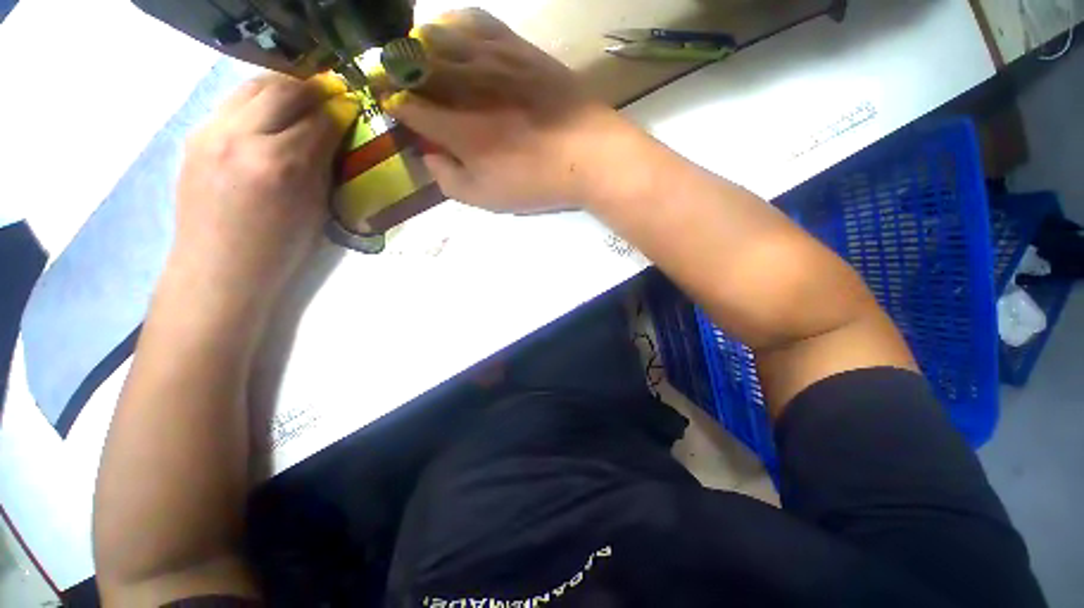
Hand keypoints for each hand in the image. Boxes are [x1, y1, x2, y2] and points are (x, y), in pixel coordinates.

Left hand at [171, 73, 358, 294]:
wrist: (211, 279)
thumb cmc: (268, 257)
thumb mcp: (312, 210)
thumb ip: (324, 159)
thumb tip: (336, 121)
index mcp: (278, 164)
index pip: (321, 116)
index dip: (338, 114)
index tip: (344, 116)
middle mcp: (242, 138)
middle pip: (288, 88)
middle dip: (311, 93)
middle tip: (319, 106)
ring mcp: (212, 134)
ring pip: (257, 84)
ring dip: (280, 91)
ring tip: (288, 107)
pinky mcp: (195, 138)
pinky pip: (232, 103)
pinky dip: (252, 106)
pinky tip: (257, 125)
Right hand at [384, 8, 624, 212]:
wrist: (596, 152)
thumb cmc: (539, 179)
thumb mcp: (484, 197)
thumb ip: (445, 178)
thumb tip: (426, 154)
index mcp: (456, 127)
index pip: (406, 103)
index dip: (390, 101)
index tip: (388, 102)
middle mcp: (469, 85)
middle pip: (416, 62)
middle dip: (395, 67)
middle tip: (391, 73)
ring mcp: (495, 60)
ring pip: (443, 34)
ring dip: (420, 41)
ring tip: (416, 49)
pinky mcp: (519, 47)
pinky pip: (481, 21)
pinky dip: (458, 21)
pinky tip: (453, 29)